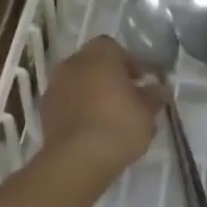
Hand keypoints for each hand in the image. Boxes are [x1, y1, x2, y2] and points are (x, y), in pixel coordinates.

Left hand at [40, 35, 162, 176]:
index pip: (113, 47)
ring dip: (92, 91)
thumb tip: (161, 89)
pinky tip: (91, 128)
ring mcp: (56, 85)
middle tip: (126, 96)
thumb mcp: (147, 112)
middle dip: (109, 76)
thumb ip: (154, 96)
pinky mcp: (46, 109)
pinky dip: (78, 107)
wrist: (77, 159)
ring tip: (108, 115)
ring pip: (78, 81)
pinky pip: (67, 100)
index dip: (128, 62)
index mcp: (99, 55)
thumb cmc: (118, 126)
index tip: (140, 81)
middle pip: (93, 62)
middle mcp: (74, 62)